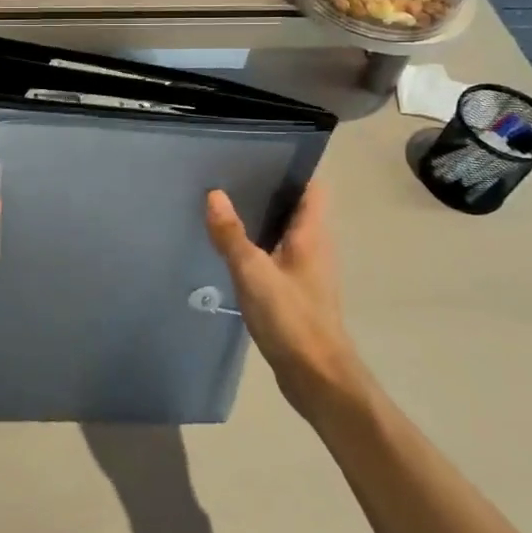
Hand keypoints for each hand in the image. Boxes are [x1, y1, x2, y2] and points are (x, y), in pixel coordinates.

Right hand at [204, 184, 363, 413]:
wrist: (317, 377)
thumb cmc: (292, 319)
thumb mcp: (254, 274)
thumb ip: (232, 235)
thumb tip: (214, 194)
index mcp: (312, 234)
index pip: (312, 187)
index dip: (292, 167)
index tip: (260, 155)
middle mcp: (315, 246)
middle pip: (296, 207)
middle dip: (268, 190)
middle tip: (230, 176)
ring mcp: (307, 271)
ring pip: (285, 232)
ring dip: (261, 219)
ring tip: (225, 206)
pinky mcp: (297, 292)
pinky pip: (277, 256)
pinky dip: (259, 246)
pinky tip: (232, 250)